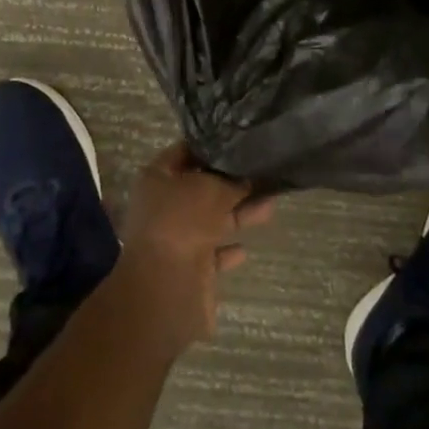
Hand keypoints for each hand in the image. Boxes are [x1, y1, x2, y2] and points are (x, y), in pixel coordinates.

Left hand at [113, 144, 273, 353]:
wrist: (166, 288)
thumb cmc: (182, 222)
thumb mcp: (212, 189)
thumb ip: (232, 181)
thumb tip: (247, 178)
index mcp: (156, 179)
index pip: (184, 152)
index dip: (209, 145)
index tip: (237, 140)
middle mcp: (163, 207)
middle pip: (201, 188)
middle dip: (230, 182)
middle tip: (261, 170)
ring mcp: (175, 239)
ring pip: (211, 220)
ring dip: (239, 213)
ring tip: (271, 202)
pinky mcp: (189, 269)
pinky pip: (213, 254)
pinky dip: (228, 250)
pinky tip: (246, 247)